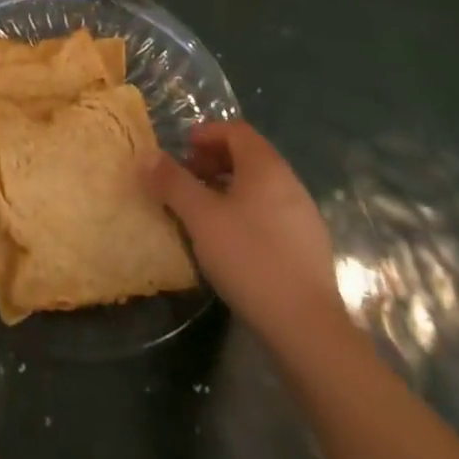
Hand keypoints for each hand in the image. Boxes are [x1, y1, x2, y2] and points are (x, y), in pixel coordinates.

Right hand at [144, 120, 345, 343]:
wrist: (308, 328)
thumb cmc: (249, 258)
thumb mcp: (200, 217)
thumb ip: (173, 182)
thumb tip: (148, 156)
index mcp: (265, 166)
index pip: (235, 131)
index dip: (207, 134)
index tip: (183, 151)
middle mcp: (289, 182)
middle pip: (249, 156)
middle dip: (215, 161)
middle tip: (189, 180)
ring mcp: (304, 216)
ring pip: (261, 187)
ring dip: (230, 188)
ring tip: (206, 213)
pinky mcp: (309, 248)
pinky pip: (273, 214)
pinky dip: (248, 213)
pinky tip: (233, 243)